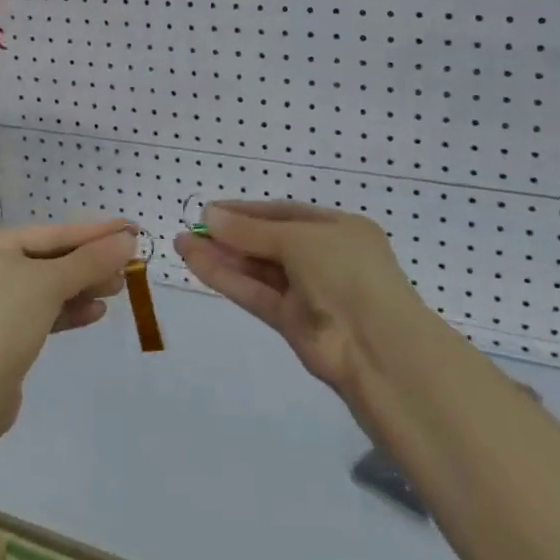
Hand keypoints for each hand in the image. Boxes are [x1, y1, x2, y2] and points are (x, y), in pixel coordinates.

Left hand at [0, 220, 137, 439]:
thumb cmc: (4, 323)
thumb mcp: (50, 284)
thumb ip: (91, 260)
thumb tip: (128, 240)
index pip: (52, 232)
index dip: (94, 232)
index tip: (130, 229)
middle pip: (49, 258)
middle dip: (90, 263)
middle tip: (128, 265)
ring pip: (46, 286)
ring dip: (82, 287)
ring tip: (118, 289)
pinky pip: (39, 311)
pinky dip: (66, 310)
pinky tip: (95, 313)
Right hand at [176, 201, 421, 393]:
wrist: (377, 349)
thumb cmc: (346, 274)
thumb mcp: (300, 240)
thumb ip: (252, 231)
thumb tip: (209, 215)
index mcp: (339, 229)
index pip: (285, 213)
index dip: (247, 211)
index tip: (210, 210)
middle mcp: (324, 257)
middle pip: (269, 241)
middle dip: (230, 234)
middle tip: (191, 228)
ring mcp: (308, 292)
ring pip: (258, 269)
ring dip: (222, 256)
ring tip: (182, 243)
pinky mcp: (292, 322)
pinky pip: (256, 293)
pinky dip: (227, 279)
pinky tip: (196, 264)